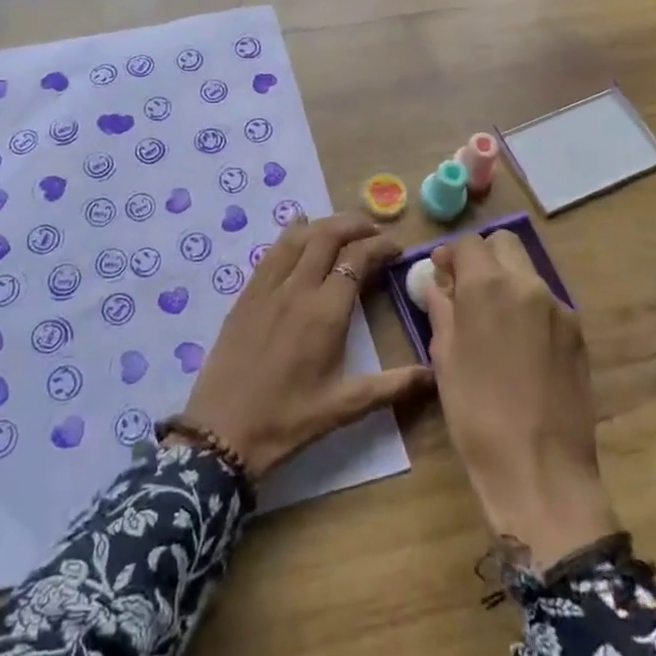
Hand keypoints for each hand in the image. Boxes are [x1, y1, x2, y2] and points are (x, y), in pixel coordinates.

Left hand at [180, 212, 432, 479]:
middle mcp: (297, 288)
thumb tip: (434, 375)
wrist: (222, 431)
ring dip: (324, 225)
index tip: (397, 249)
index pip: (358, 258)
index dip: (381, 246)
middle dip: (355, 225)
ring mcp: (267, 287)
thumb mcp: (345, 406)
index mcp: (325, 311)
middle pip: (328, 235)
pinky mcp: (246, 293)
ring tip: (344, 230)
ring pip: (298, 236)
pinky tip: (300, 235)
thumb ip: (392, 386)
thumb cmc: (288, 420)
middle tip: (375, 231)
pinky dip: (292, 235)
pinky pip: (272, 251)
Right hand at [428, 230, 618, 567]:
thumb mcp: (445, 357)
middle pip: (505, 245)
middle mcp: (529, 285)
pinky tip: (520, 348)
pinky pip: (547, 304)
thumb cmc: (477, 413)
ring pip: (528, 273)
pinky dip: (529, 309)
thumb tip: (440, 283)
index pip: (469, 243)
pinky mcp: (579, 335)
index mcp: (489, 286)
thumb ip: (442, 308)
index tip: (441, 276)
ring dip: (507, 283)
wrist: (541, 469)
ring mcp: (560, 309)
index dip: (451, 255)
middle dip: (483, 258)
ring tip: (494, 324)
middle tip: (467, 291)